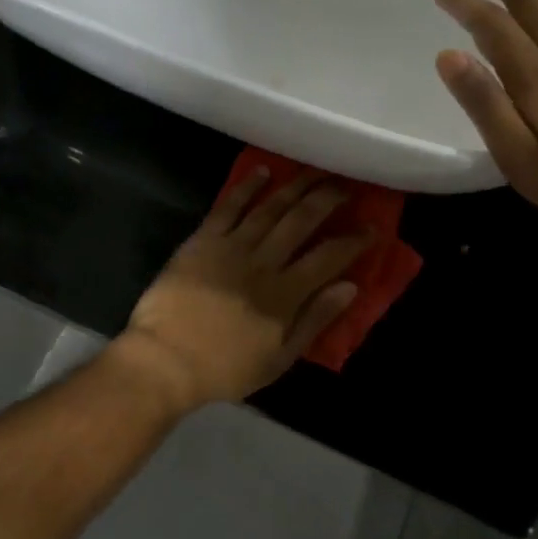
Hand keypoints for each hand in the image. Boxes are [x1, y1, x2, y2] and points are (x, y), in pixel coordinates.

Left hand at [117, 169, 368, 411]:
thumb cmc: (224, 367)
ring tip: (314, 171)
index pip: (328, 258)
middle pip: (301, 221)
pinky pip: (228, 207)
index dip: (353, 241)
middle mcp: (263, 262)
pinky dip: (247, 187)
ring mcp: (231, 247)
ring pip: (270, 208)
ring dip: (294, 186)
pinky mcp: (203, 240)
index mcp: (285, 294)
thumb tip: (350, 287)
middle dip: (327, 200)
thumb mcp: (279, 359)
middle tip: (346, 185)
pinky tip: (263, 171)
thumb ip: (315, 320)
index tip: (372, 227)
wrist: (165, 359)